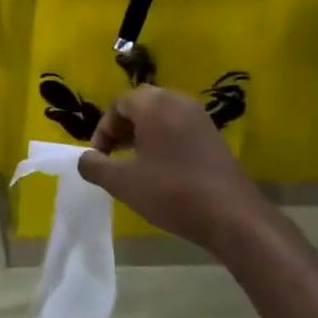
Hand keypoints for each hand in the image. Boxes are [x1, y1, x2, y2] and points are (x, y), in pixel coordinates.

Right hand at [76, 86, 263, 252]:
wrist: (231, 215)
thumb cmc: (172, 192)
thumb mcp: (123, 183)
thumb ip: (95, 166)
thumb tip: (85, 159)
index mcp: (154, 105)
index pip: (119, 103)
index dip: (103, 128)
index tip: (99, 156)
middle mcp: (178, 101)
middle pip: (141, 104)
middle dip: (122, 128)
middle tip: (113, 156)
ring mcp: (200, 117)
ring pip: (161, 115)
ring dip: (142, 134)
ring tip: (134, 164)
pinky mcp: (213, 136)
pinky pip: (179, 127)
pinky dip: (163, 140)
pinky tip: (161, 170)